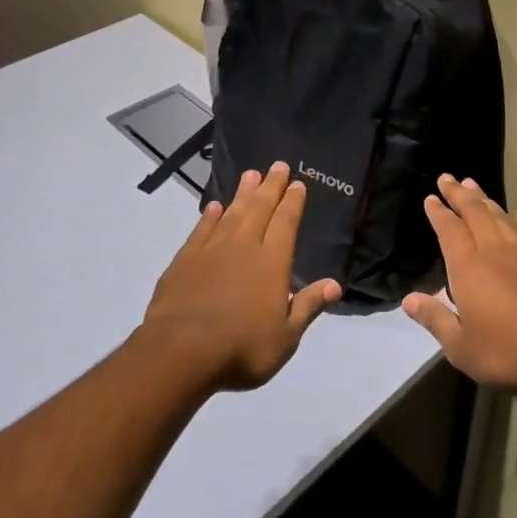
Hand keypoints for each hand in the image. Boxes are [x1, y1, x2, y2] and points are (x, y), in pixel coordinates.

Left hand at [140, 162, 342, 391]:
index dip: (292, 201)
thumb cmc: (241, 348)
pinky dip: (210, 215)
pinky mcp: (185, 259)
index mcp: (272, 262)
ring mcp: (211, 249)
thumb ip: (308, 306)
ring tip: (251, 175)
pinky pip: (202, 228)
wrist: (181, 351)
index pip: (286, 222)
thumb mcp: (285, 337)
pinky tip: (214, 206)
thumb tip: (335, 284)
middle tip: (277, 165)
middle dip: (271, 186)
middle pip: (260, 208)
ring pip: (232, 212)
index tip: (297, 183)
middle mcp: (244, 246)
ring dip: (243, 193)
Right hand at [403, 174, 516, 397]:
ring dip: (486, 200)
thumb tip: (408, 299)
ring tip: (474, 186)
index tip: (431, 198)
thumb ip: (435, 319)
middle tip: (448, 178)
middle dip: (459, 194)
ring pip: (502, 217)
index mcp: (469, 268)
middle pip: (474, 213)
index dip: (438, 212)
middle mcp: (495, 250)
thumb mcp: (461, 347)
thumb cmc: (508, 352)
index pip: (449, 230)